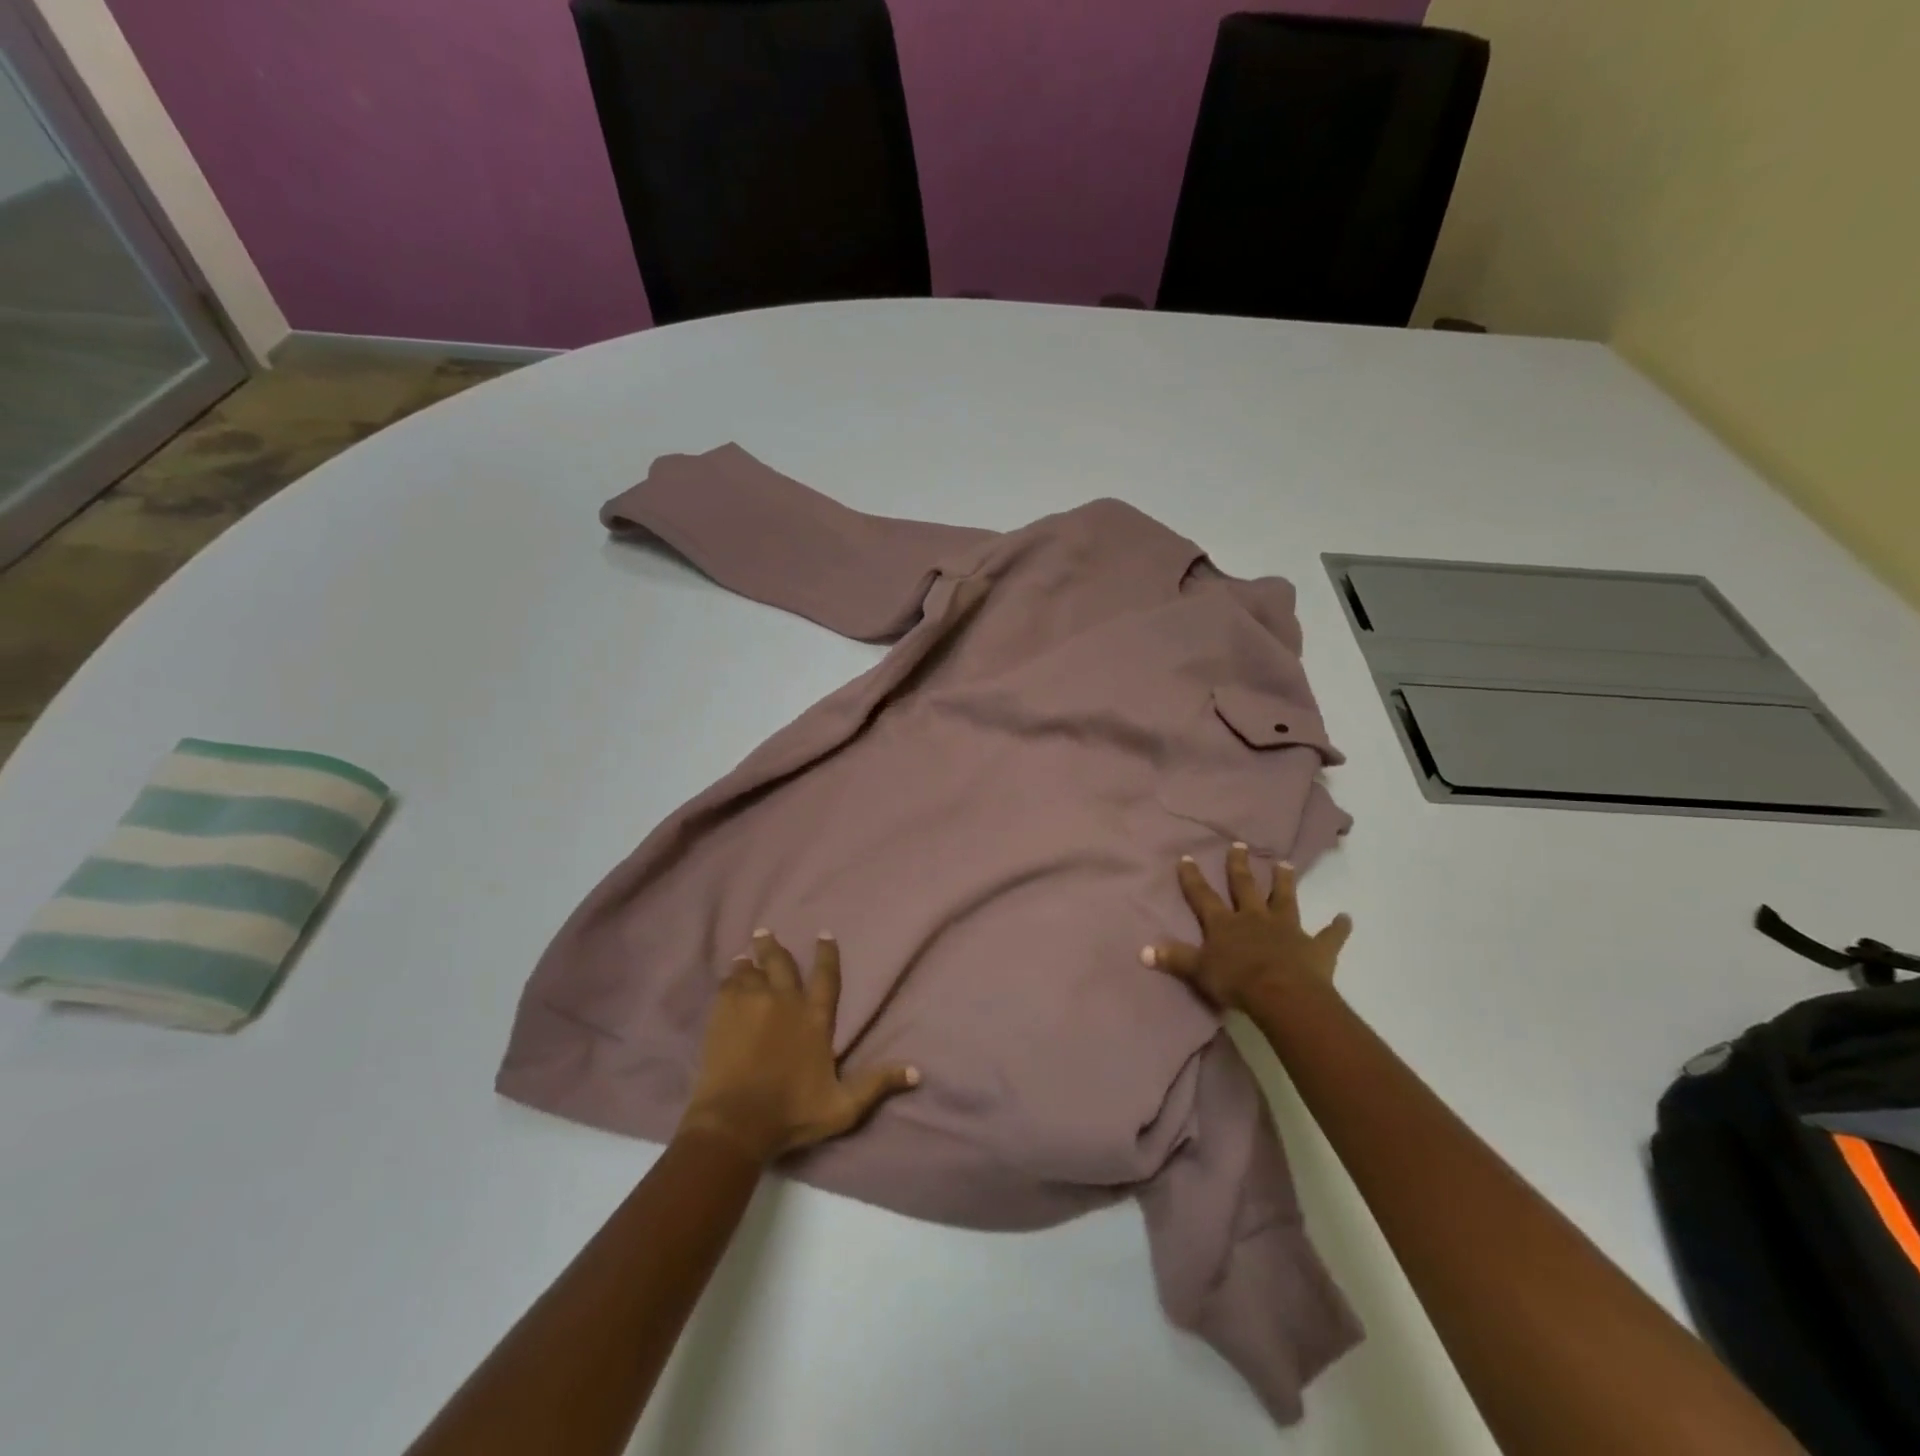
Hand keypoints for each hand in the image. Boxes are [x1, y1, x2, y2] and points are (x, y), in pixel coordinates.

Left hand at [679, 930, 919, 1163]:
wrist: (736, 1121)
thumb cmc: (792, 1114)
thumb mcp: (843, 1106)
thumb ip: (877, 1084)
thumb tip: (917, 1073)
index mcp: (816, 1018)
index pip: (826, 976)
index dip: (827, 953)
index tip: (823, 934)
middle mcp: (786, 1001)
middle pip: (781, 963)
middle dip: (773, 946)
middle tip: (765, 932)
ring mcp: (752, 1003)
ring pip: (751, 970)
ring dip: (750, 961)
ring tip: (744, 956)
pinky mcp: (724, 1013)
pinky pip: (728, 985)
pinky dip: (731, 979)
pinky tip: (729, 978)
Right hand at [1141, 843, 1352, 1012]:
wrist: (1282, 995)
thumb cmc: (1237, 982)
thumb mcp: (1198, 971)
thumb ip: (1174, 958)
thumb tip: (1142, 950)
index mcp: (1225, 924)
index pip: (1204, 896)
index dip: (1193, 878)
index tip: (1187, 857)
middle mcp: (1254, 918)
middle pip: (1245, 887)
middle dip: (1239, 866)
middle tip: (1239, 845)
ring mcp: (1287, 929)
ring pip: (1285, 899)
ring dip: (1284, 882)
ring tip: (1285, 864)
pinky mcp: (1315, 947)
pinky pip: (1329, 936)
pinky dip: (1338, 927)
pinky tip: (1346, 918)